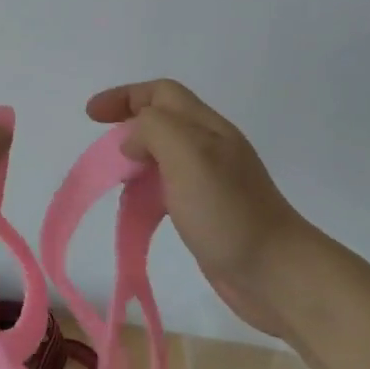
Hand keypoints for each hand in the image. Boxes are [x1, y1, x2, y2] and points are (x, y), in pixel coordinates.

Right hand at [86, 79, 321, 335]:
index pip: (161, 93)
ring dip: (136, 157)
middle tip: (101, 148)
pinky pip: (169, 185)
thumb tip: (133, 140)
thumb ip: (154, 130)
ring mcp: (212, 180)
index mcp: (206, 127)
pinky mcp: (209, 211)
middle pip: (162, 118)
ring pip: (164, 153)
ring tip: (115, 177)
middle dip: (127, 123)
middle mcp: (210, 146)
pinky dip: (146, 187)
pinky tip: (140, 208)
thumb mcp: (188, 155)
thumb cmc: (229, 211)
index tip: (91, 115)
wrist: (278, 275)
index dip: (124, 96)